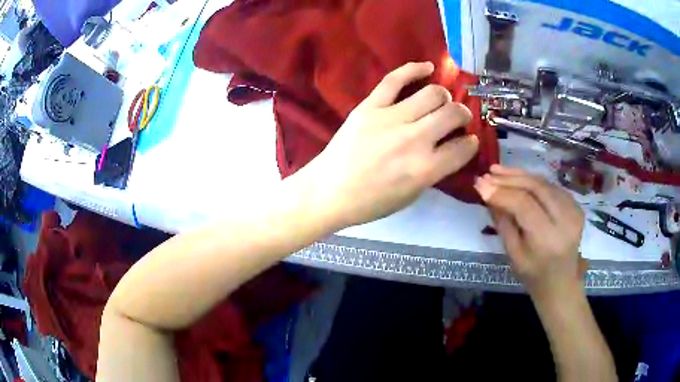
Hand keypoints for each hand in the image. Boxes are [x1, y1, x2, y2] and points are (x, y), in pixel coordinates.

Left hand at [305, 62, 478, 228]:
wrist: (329, 191)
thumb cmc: (371, 201)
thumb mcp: (411, 195)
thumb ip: (434, 170)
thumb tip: (449, 148)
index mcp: (426, 168)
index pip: (463, 148)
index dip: (471, 144)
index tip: (468, 141)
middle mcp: (414, 139)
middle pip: (453, 114)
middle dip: (463, 116)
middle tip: (458, 119)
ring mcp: (391, 118)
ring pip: (432, 93)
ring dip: (444, 97)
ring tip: (442, 101)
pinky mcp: (370, 106)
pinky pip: (395, 79)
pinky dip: (414, 69)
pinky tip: (427, 67)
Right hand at [474, 165, 586, 299]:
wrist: (561, 282)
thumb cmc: (533, 275)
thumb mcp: (513, 254)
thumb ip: (502, 222)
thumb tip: (486, 192)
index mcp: (548, 239)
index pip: (524, 205)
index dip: (501, 192)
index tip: (479, 183)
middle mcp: (565, 220)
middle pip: (536, 188)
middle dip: (509, 179)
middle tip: (488, 173)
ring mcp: (574, 210)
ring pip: (544, 183)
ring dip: (520, 175)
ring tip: (498, 171)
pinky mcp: (576, 205)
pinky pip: (551, 186)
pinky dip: (533, 181)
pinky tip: (518, 179)